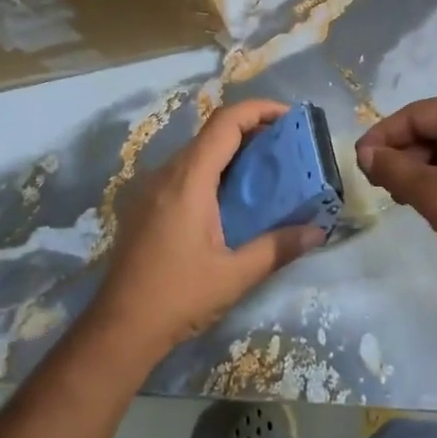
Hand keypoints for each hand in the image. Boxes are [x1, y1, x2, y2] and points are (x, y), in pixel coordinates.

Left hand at [93, 100, 326, 356]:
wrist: (119, 329)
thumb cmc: (178, 297)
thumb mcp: (235, 276)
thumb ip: (278, 248)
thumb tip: (318, 231)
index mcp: (189, 179)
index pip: (226, 122)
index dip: (259, 109)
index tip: (290, 117)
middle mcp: (167, 173)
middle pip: (212, 132)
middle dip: (251, 129)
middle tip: (287, 146)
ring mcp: (152, 187)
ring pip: (197, 151)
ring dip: (232, 151)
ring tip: (266, 170)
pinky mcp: (146, 204)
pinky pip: (184, 171)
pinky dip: (213, 170)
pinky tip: (231, 199)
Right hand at [357, 95, 436, 296]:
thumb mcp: (431, 193)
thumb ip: (392, 168)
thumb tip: (365, 154)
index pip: (418, 114)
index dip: (383, 137)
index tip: (359, 161)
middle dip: (406, 155)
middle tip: (381, 184)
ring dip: (426, 168)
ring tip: (404, 197)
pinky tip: (434, 199)